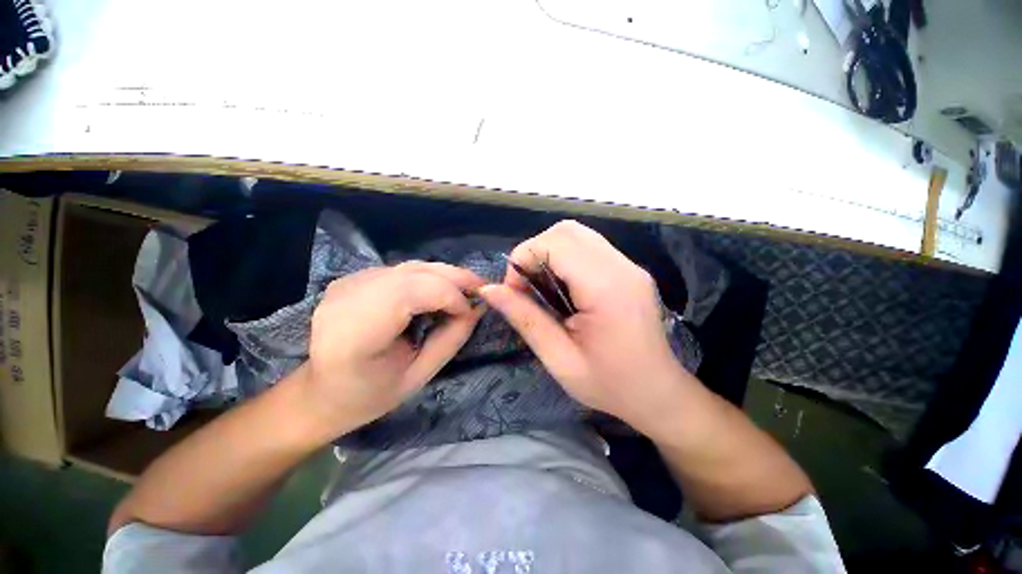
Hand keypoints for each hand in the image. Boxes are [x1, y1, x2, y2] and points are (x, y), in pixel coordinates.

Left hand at [302, 262, 484, 438]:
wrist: (322, 391)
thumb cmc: (370, 395)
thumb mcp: (418, 377)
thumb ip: (450, 339)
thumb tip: (477, 308)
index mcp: (355, 334)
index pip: (410, 293)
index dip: (447, 295)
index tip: (469, 311)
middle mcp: (347, 299)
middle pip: (413, 272)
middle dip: (453, 277)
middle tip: (480, 289)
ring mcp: (348, 283)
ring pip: (410, 266)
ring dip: (444, 275)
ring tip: (465, 289)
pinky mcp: (354, 278)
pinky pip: (402, 270)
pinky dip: (428, 277)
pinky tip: (439, 291)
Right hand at [479, 221, 693, 431]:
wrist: (658, 393)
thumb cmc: (610, 384)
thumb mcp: (559, 359)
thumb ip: (524, 319)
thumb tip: (489, 290)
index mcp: (607, 288)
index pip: (557, 243)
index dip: (524, 257)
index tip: (513, 290)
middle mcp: (622, 267)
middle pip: (567, 231)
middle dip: (534, 251)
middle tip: (525, 286)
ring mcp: (629, 266)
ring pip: (577, 235)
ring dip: (549, 253)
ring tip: (540, 287)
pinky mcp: (629, 270)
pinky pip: (589, 248)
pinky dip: (565, 258)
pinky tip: (561, 287)